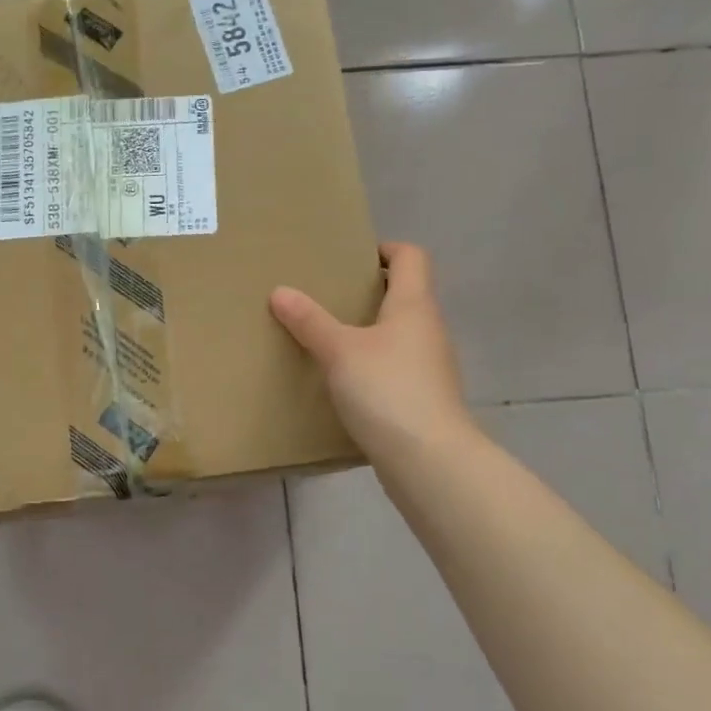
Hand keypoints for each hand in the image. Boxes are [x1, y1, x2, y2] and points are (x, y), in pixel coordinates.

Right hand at [270, 242, 471, 459]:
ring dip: (368, 332)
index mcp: (414, 306)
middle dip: (367, 292)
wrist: (429, 461)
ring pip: (398, 335)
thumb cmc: (387, 391)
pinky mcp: (422, 399)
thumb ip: (310, 321)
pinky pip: (395, 369)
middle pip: (404, 295)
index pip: (411, 257)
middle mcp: (428, 330)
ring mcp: (430, 367)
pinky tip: (343, 382)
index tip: (350, 258)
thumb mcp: (340, 351)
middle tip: (326, 297)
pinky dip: (372, 366)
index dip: (384, 249)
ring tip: (327, 339)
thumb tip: (280, 291)